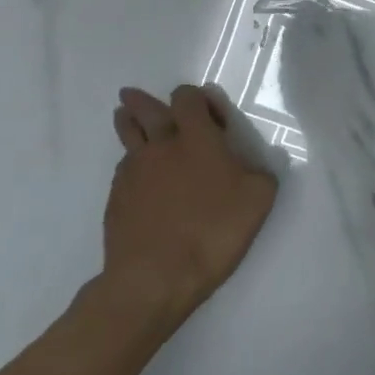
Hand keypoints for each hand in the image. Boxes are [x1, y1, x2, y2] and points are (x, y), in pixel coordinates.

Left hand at [95, 84, 278, 330]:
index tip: (209, 114)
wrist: (155, 277)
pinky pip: (123, 169)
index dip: (196, 98)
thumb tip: (253, 165)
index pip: (187, 98)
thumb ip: (259, 173)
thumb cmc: (213, 232)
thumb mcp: (258, 200)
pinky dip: (130, 165)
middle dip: (142, 101)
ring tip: (123, 117)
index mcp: (197, 138)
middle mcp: (161, 145)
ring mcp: (133, 171)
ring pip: (127, 135)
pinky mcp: (115, 198)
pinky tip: (137, 177)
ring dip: (127, 123)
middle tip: (134, 97)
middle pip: (146, 109)